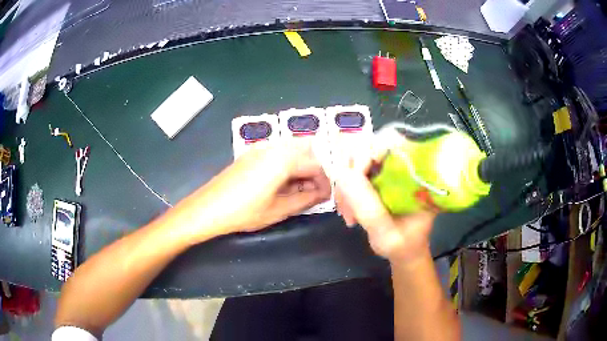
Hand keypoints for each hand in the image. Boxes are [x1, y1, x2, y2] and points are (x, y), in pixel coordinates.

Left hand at [201, 139, 330, 234]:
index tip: (326, 196)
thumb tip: (323, 193)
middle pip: (305, 152)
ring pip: (291, 152)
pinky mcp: (251, 154)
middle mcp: (273, 147)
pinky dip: (287, 166)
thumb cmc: (244, 211)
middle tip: (314, 192)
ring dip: (300, 168)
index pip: (315, 164)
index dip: (325, 181)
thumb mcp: (279, 209)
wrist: (208, 208)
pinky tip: (282, 184)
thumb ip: (306, 199)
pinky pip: (277, 154)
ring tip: (299, 190)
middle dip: (314, 171)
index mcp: (283, 159)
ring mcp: (260, 149)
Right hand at [334, 147, 435, 264]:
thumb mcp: (389, 235)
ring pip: (356, 160)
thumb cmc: (404, 245)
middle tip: (347, 204)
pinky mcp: (375, 177)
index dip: (371, 151)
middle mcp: (402, 164)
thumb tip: (342, 175)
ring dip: (346, 186)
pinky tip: (348, 212)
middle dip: (351, 175)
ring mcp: (387, 169)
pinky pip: (352, 173)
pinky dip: (345, 191)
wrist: (404, 251)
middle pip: (368, 148)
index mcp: (417, 172)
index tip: (356, 178)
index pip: (393, 141)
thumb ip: (369, 210)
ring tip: (348, 215)